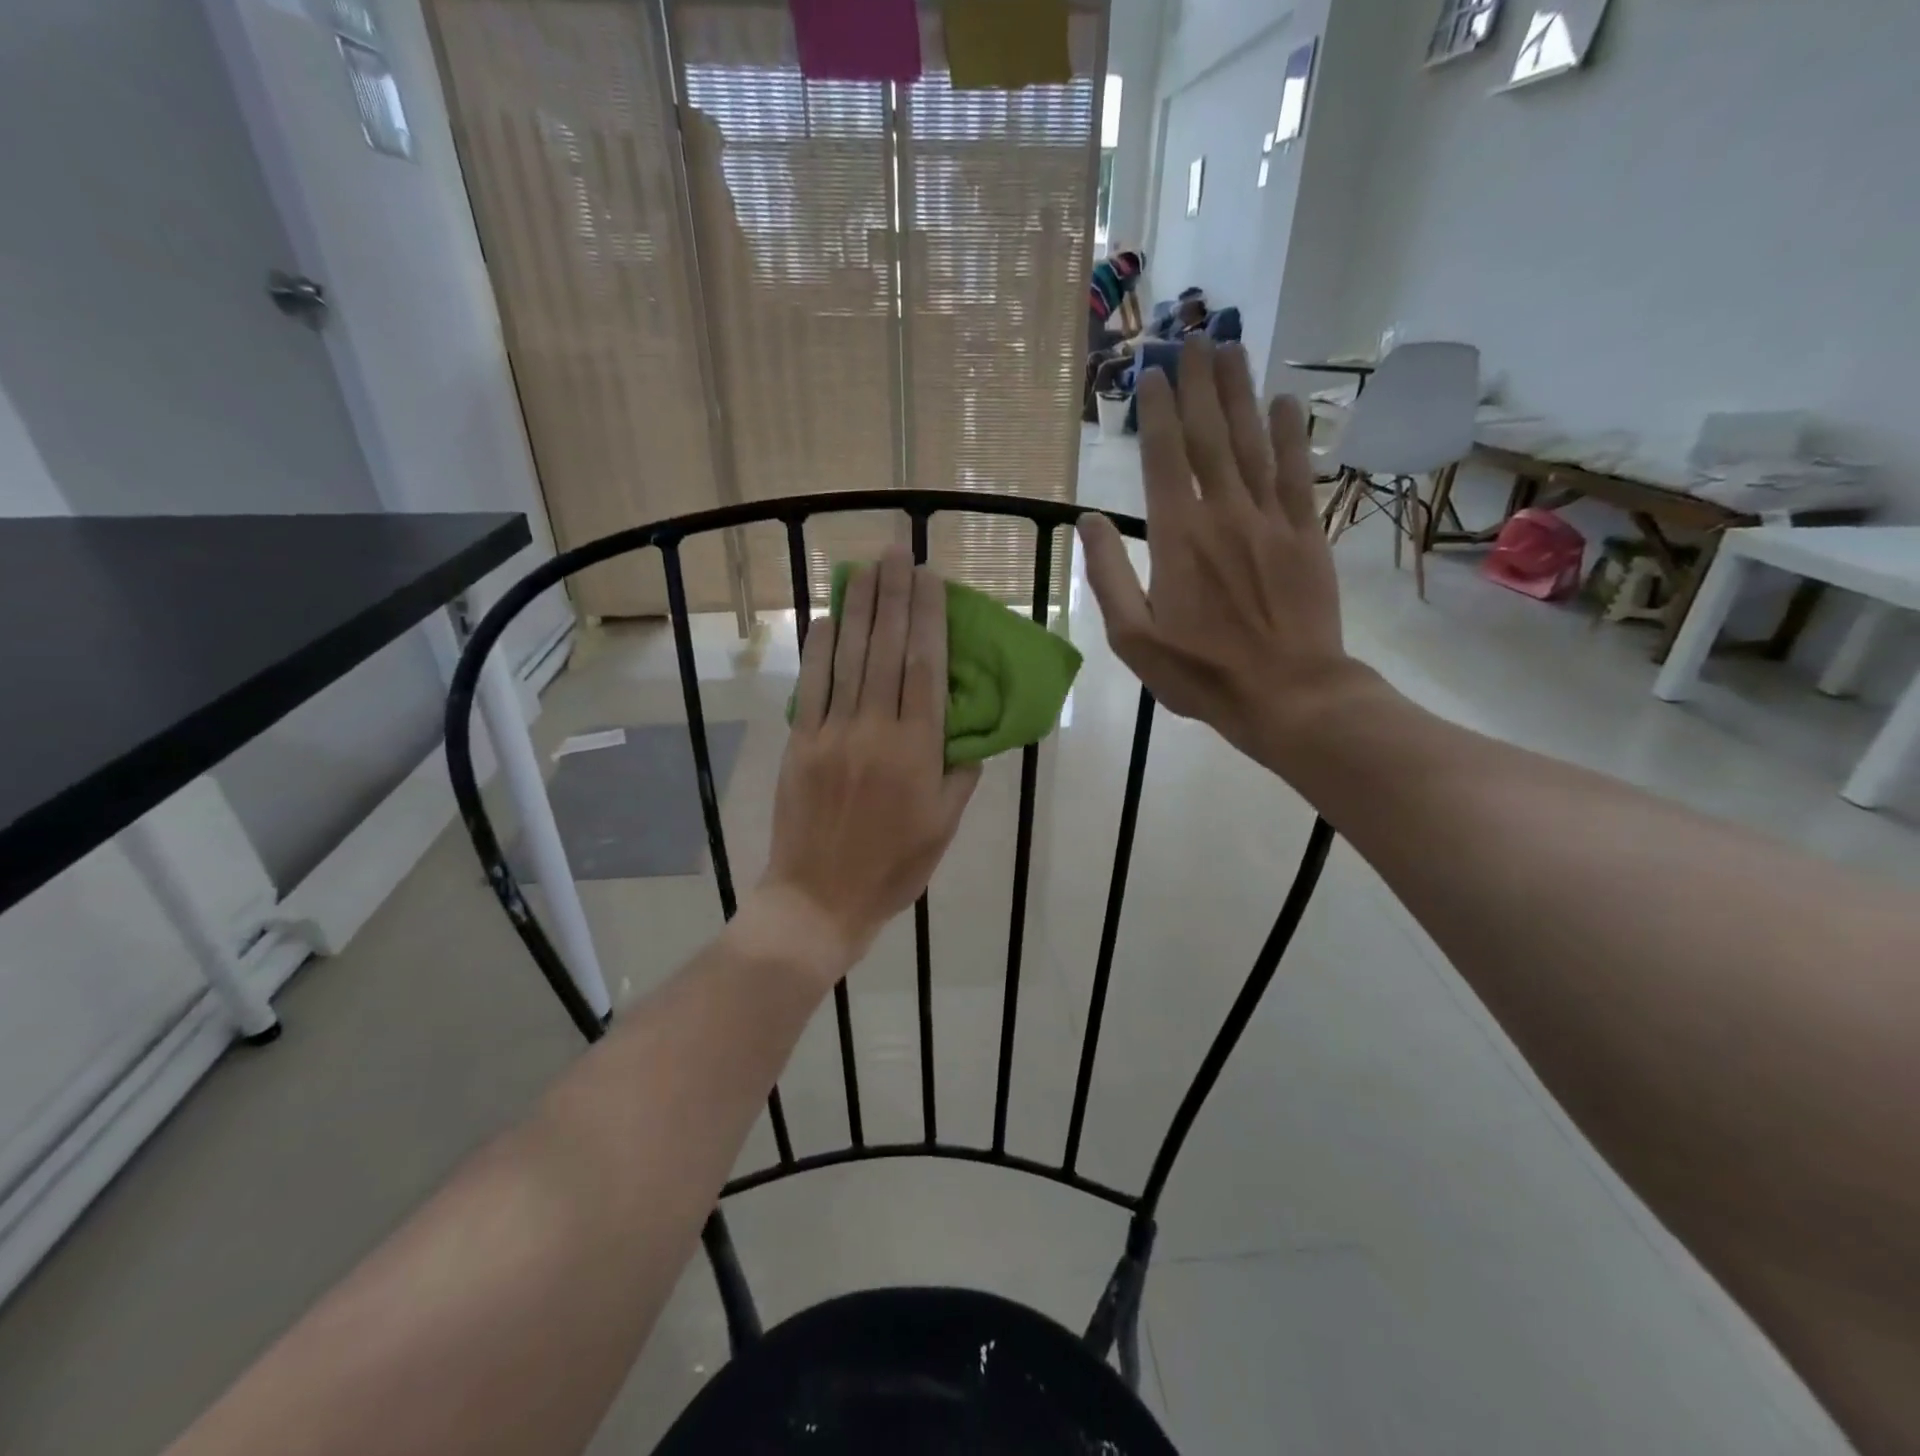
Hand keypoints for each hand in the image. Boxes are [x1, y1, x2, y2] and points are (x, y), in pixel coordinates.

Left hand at [754, 549, 979, 983]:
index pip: (925, 669)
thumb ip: (959, 774)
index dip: (928, 619)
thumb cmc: (893, 868)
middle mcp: (875, 731)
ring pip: (849, 659)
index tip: (930, 579)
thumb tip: (969, 732)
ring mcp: (832, 734)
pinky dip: (820, 647)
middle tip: (897, 551)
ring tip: (866, 567)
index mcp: (917, 752)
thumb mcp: (944, 827)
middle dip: (894, 596)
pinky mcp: (800, 743)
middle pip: (886, 651)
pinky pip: (812, 686)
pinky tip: (827, 616)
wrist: (819, 900)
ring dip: (859, 609)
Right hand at [1076, 336, 1362, 770]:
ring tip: (1230, 347)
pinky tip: (1284, 402)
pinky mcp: (1306, 534)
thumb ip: (1108, 576)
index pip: (1164, 459)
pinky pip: (1296, 473)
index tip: (1152, 372)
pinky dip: (1290, 435)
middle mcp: (1224, 514)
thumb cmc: (1200, 673)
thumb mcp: (1132, 637)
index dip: (1158, 411)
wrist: (1287, 694)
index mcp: (1177, 538)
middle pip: (1209, 436)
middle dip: (1199, 383)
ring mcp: (1270, 520)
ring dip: (1239, 392)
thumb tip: (1089, 521)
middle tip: (1192, 335)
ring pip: (1251, 443)